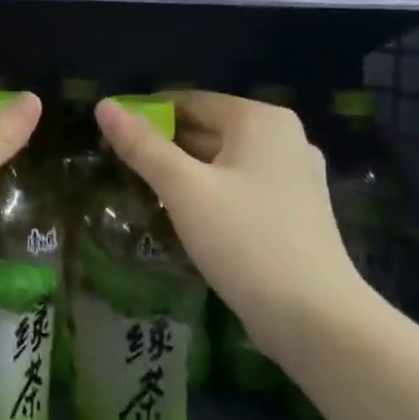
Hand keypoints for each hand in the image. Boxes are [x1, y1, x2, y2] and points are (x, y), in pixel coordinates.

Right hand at [95, 91, 359, 342]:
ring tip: (144, 191)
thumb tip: (103, 105)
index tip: (111, 138)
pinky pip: (241, 187)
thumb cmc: (246, 241)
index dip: (146, 115)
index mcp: (261, 120)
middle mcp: (285, 138)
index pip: (190, 101)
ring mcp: (295, 176)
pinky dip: (211, 193)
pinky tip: (185, 216)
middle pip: (209, 129)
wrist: (316, 318)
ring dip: (185, 172)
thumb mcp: (184, 190)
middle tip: (120, 167)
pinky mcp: (295, 211)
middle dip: (165, 146)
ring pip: (224, 161)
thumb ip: (142, 146)